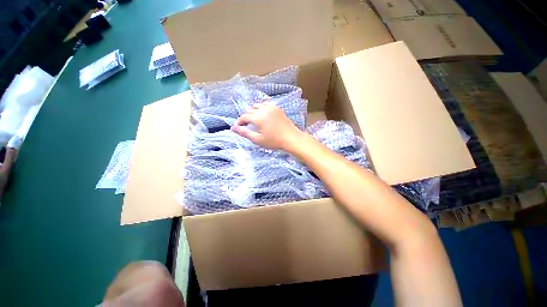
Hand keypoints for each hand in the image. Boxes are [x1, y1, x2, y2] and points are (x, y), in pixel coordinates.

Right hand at [231, 103, 303, 150]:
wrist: (291, 138)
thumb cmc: (274, 141)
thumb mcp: (257, 139)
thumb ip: (245, 133)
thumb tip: (233, 128)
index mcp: (257, 117)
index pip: (244, 117)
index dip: (239, 122)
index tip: (238, 127)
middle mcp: (263, 109)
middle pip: (250, 110)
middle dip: (246, 117)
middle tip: (246, 125)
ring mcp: (271, 107)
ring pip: (257, 106)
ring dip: (253, 111)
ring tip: (254, 120)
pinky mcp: (277, 108)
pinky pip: (266, 104)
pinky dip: (262, 107)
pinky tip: (263, 113)